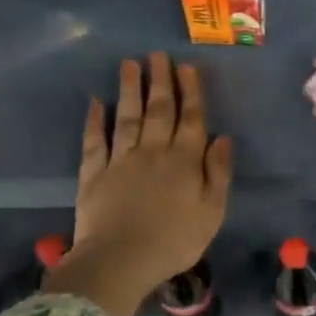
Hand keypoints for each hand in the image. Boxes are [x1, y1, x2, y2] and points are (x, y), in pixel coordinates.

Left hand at [45, 53, 232, 315]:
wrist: (121, 261)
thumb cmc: (175, 241)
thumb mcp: (212, 211)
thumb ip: (218, 173)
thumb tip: (222, 137)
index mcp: (184, 161)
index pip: (190, 119)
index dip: (190, 91)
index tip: (187, 67)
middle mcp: (153, 151)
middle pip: (158, 110)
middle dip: (160, 81)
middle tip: (157, 54)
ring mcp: (120, 160)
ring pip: (126, 117)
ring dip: (129, 89)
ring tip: (129, 64)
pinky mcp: (93, 173)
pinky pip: (94, 141)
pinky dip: (94, 120)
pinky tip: (95, 101)